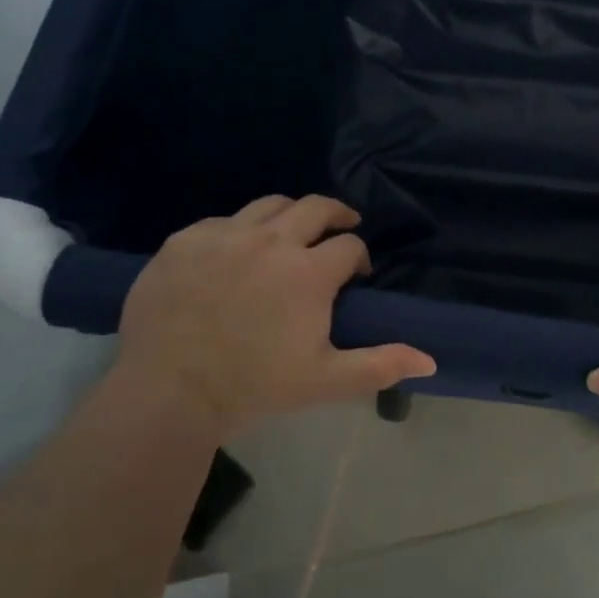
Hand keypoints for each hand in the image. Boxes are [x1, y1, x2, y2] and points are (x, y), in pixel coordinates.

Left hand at [114, 195, 433, 438]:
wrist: (168, 393)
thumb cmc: (254, 387)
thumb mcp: (325, 380)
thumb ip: (380, 365)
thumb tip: (430, 361)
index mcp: (309, 272)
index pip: (349, 244)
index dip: (358, 256)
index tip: (355, 274)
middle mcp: (271, 240)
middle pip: (316, 207)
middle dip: (336, 215)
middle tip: (339, 227)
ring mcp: (224, 235)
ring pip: (270, 204)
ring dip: (289, 215)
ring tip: (289, 232)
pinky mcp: (185, 240)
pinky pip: (222, 221)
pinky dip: (238, 230)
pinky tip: (235, 253)